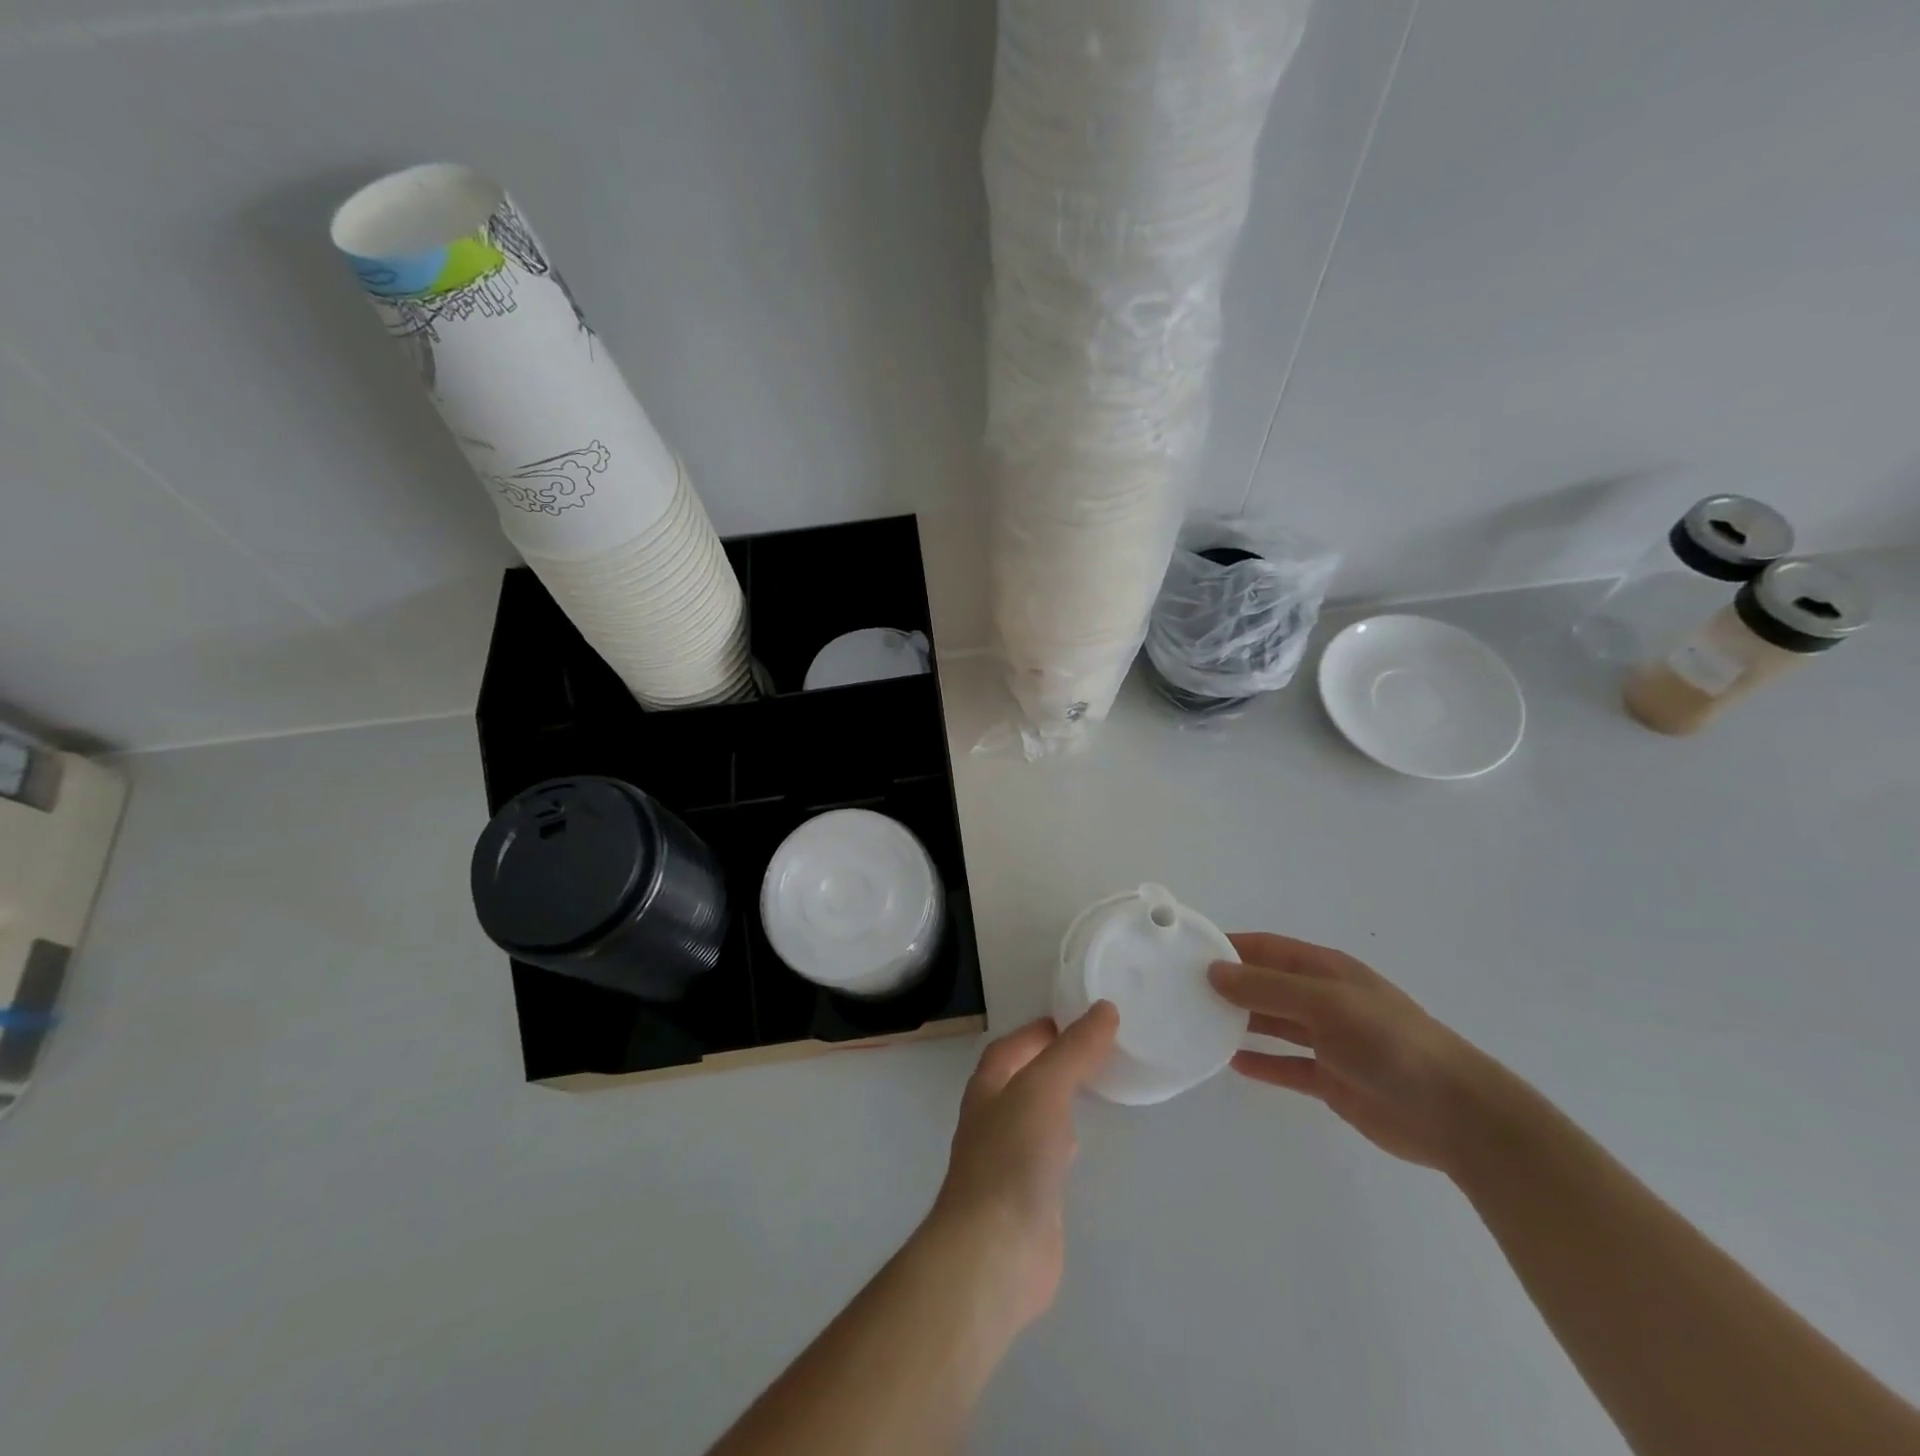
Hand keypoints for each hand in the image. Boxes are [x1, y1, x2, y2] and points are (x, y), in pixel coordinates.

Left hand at [926, 1003, 1119, 1327]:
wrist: (995, 1251)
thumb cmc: (1013, 1157)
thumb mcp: (1044, 1088)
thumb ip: (1073, 1050)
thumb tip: (1104, 1009)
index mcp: (988, 1088)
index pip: (1010, 1047)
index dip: (1039, 1031)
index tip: (1076, 1020)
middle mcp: (992, 1119)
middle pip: (1020, 1079)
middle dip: (1050, 1063)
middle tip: (1094, 1050)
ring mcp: (1007, 1160)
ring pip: (1034, 1116)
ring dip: (1057, 1100)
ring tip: (1093, 1088)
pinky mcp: (1026, 1198)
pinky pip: (1045, 1155)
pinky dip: (1063, 1140)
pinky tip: (1081, 1146)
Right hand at [1209, 933, 1497, 1171]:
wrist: (1456, 1115)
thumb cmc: (1390, 1044)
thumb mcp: (1326, 1004)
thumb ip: (1268, 988)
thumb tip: (1213, 971)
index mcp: (1325, 970)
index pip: (1266, 948)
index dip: (1229, 946)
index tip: (1186, 950)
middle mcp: (1323, 999)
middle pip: (1265, 985)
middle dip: (1228, 985)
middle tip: (1181, 991)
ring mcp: (1328, 1040)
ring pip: (1272, 1024)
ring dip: (1240, 1023)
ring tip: (1197, 1023)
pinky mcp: (1332, 1079)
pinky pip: (1286, 1066)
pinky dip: (1261, 1063)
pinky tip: (1231, 1064)